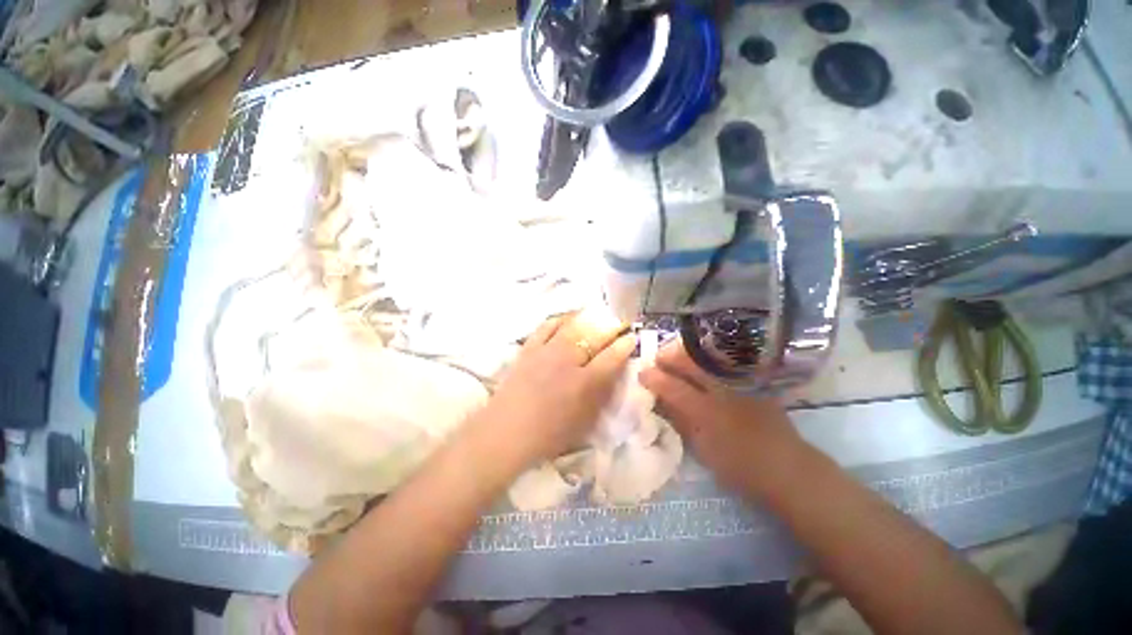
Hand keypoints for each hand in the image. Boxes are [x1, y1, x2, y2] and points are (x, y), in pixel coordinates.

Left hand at [475, 309, 636, 466]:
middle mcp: (567, 361)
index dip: (624, 345)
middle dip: (611, 326)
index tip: (631, 337)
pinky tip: (567, 318)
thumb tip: (611, 374)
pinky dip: (559, 319)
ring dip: (588, 318)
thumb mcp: (584, 421)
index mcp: (584, 383)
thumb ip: (600, 395)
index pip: (611, 357)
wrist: (506, 432)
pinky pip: (546, 327)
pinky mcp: (528, 348)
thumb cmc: (548, 435)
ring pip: (572, 326)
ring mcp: (546, 351)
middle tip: (619, 321)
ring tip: (597, 314)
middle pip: (594, 336)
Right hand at [639, 342, 806, 495]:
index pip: (673, 388)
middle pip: (691, 364)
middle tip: (658, 357)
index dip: (654, 378)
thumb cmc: (740, 468)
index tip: (642, 372)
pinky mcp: (755, 385)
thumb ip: (682, 423)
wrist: (789, 470)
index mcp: (706, 412)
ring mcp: (740, 385)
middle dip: (670, 357)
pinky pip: (725, 367)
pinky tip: (704, 366)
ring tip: (676, 355)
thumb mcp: (703, 450)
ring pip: (708, 360)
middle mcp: (722, 392)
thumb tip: (663, 404)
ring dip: (688, 356)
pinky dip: (709, 363)